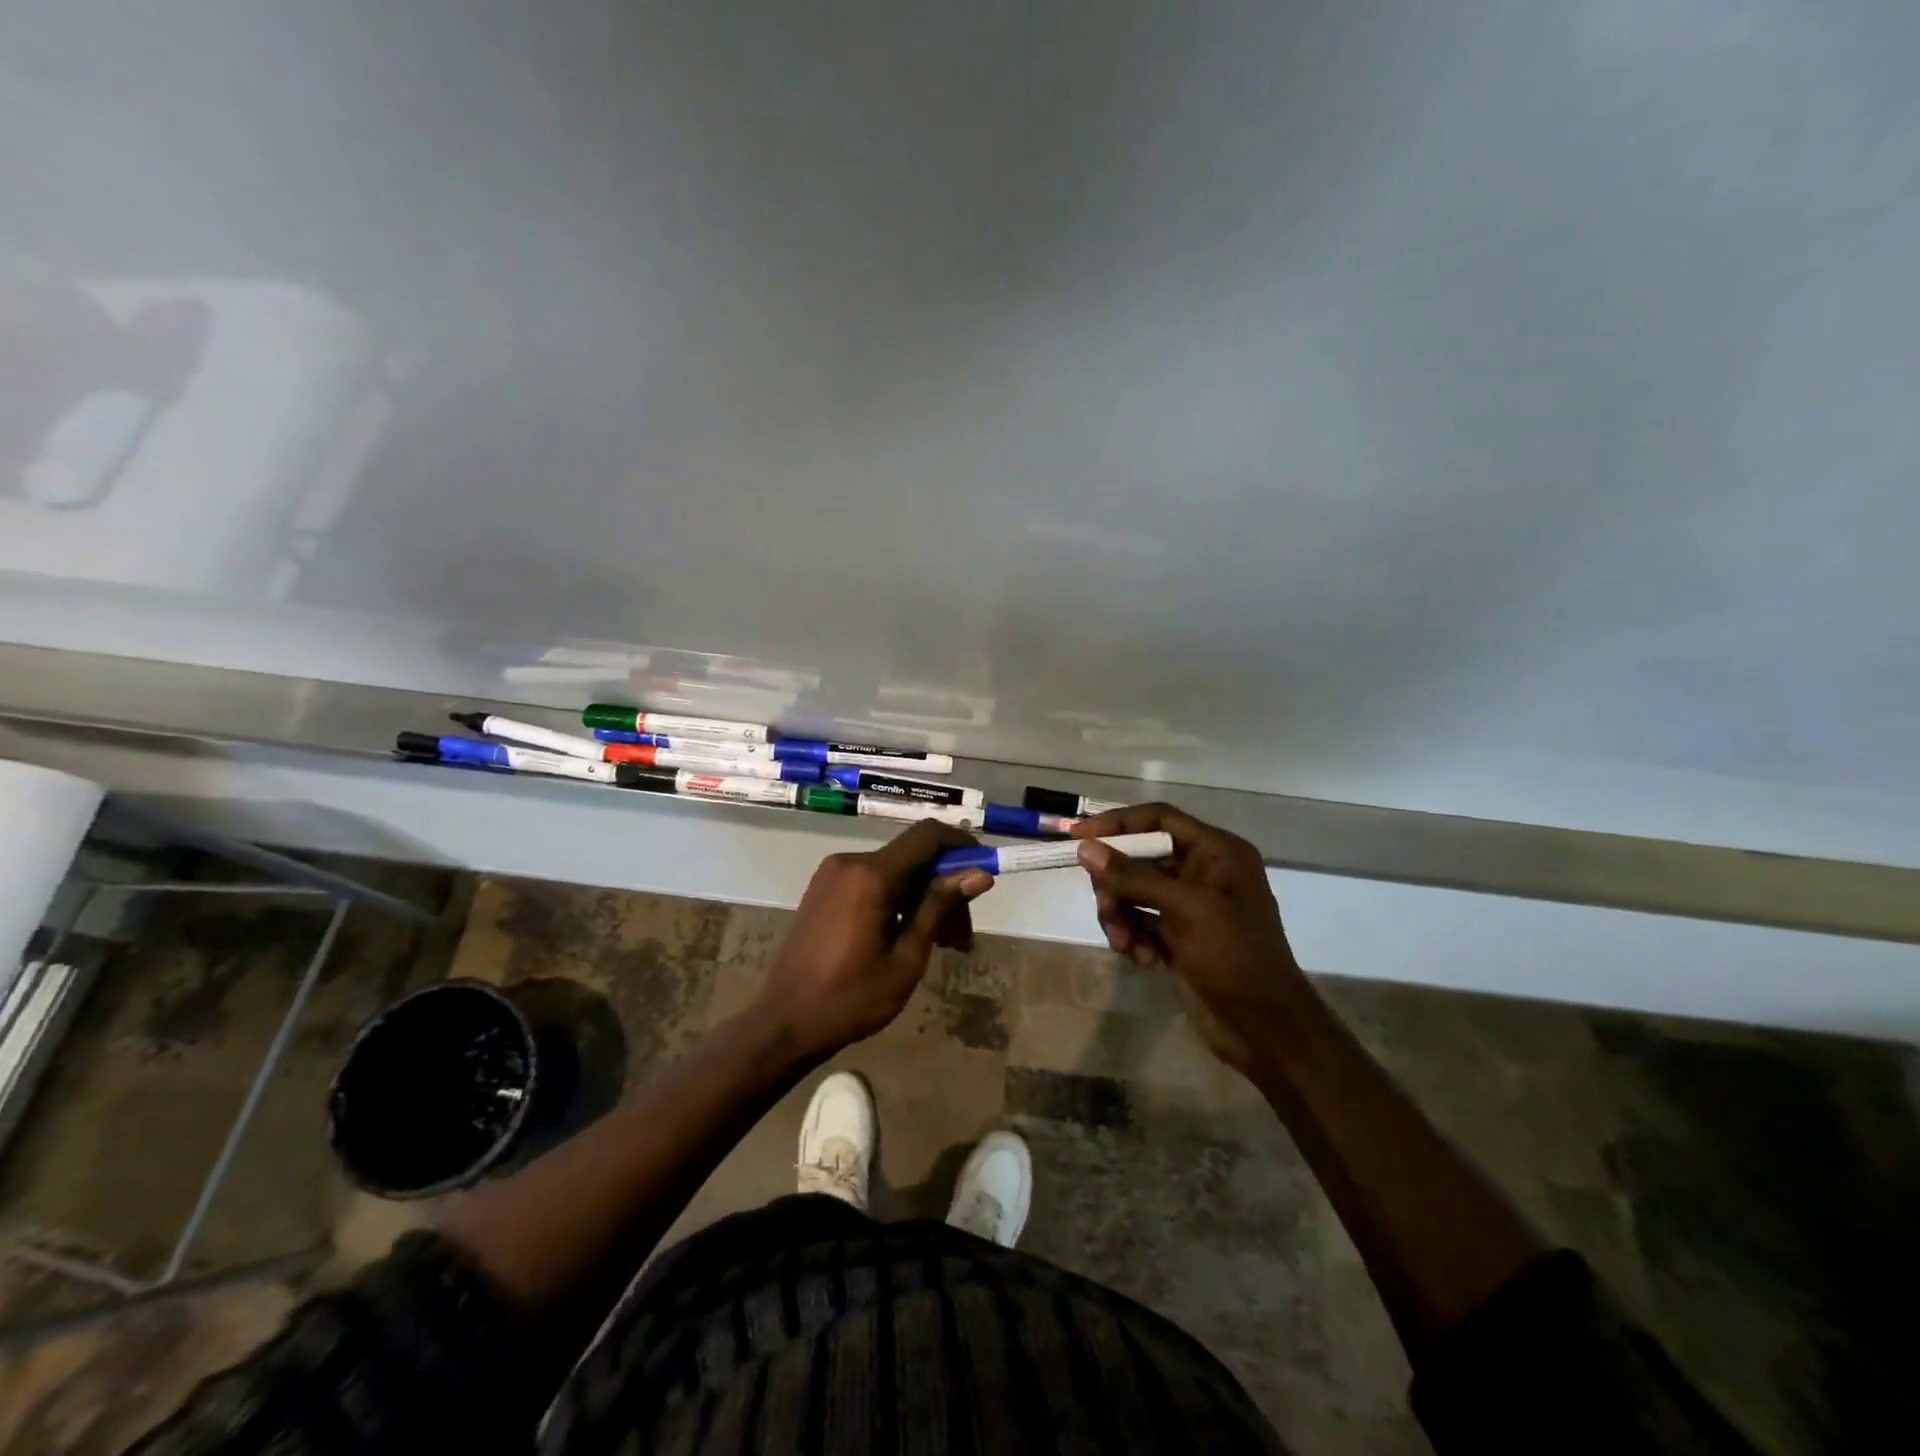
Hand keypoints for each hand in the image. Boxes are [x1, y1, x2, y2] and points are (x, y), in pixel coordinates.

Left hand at [758, 820, 993, 1060]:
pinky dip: (898, 901)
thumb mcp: (906, 957)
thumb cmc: (850, 998)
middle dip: (945, 889)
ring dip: (923, 899)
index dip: (961, 845)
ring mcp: (833, 874)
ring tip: (943, 945)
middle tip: (963, 937)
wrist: (783, 1023)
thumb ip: (939, 908)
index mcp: (870, 875)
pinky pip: (872, 882)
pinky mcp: (825, 889)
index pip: (927, 837)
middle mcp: (850, 862)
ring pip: (895, 873)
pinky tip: (909, 936)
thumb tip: (979, 875)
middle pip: (913, 859)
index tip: (984, 870)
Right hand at [1073, 804, 1309, 1074]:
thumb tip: (1086, 849)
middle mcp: (1203, 872)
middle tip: (1105, 906)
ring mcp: (1189, 906)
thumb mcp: (1185, 908)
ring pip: (1133, 892)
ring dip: (1121, 915)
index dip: (1118, 823)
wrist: (1264, 1028)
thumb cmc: (1233, 955)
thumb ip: (1133, 876)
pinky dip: (1133, 937)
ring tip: (1124, 942)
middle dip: (1117, 883)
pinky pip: (1138, 921)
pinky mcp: (1177, 936)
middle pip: (1139, 858)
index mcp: (1217, 852)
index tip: (1078, 835)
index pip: (1159, 819)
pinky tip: (1143, 959)